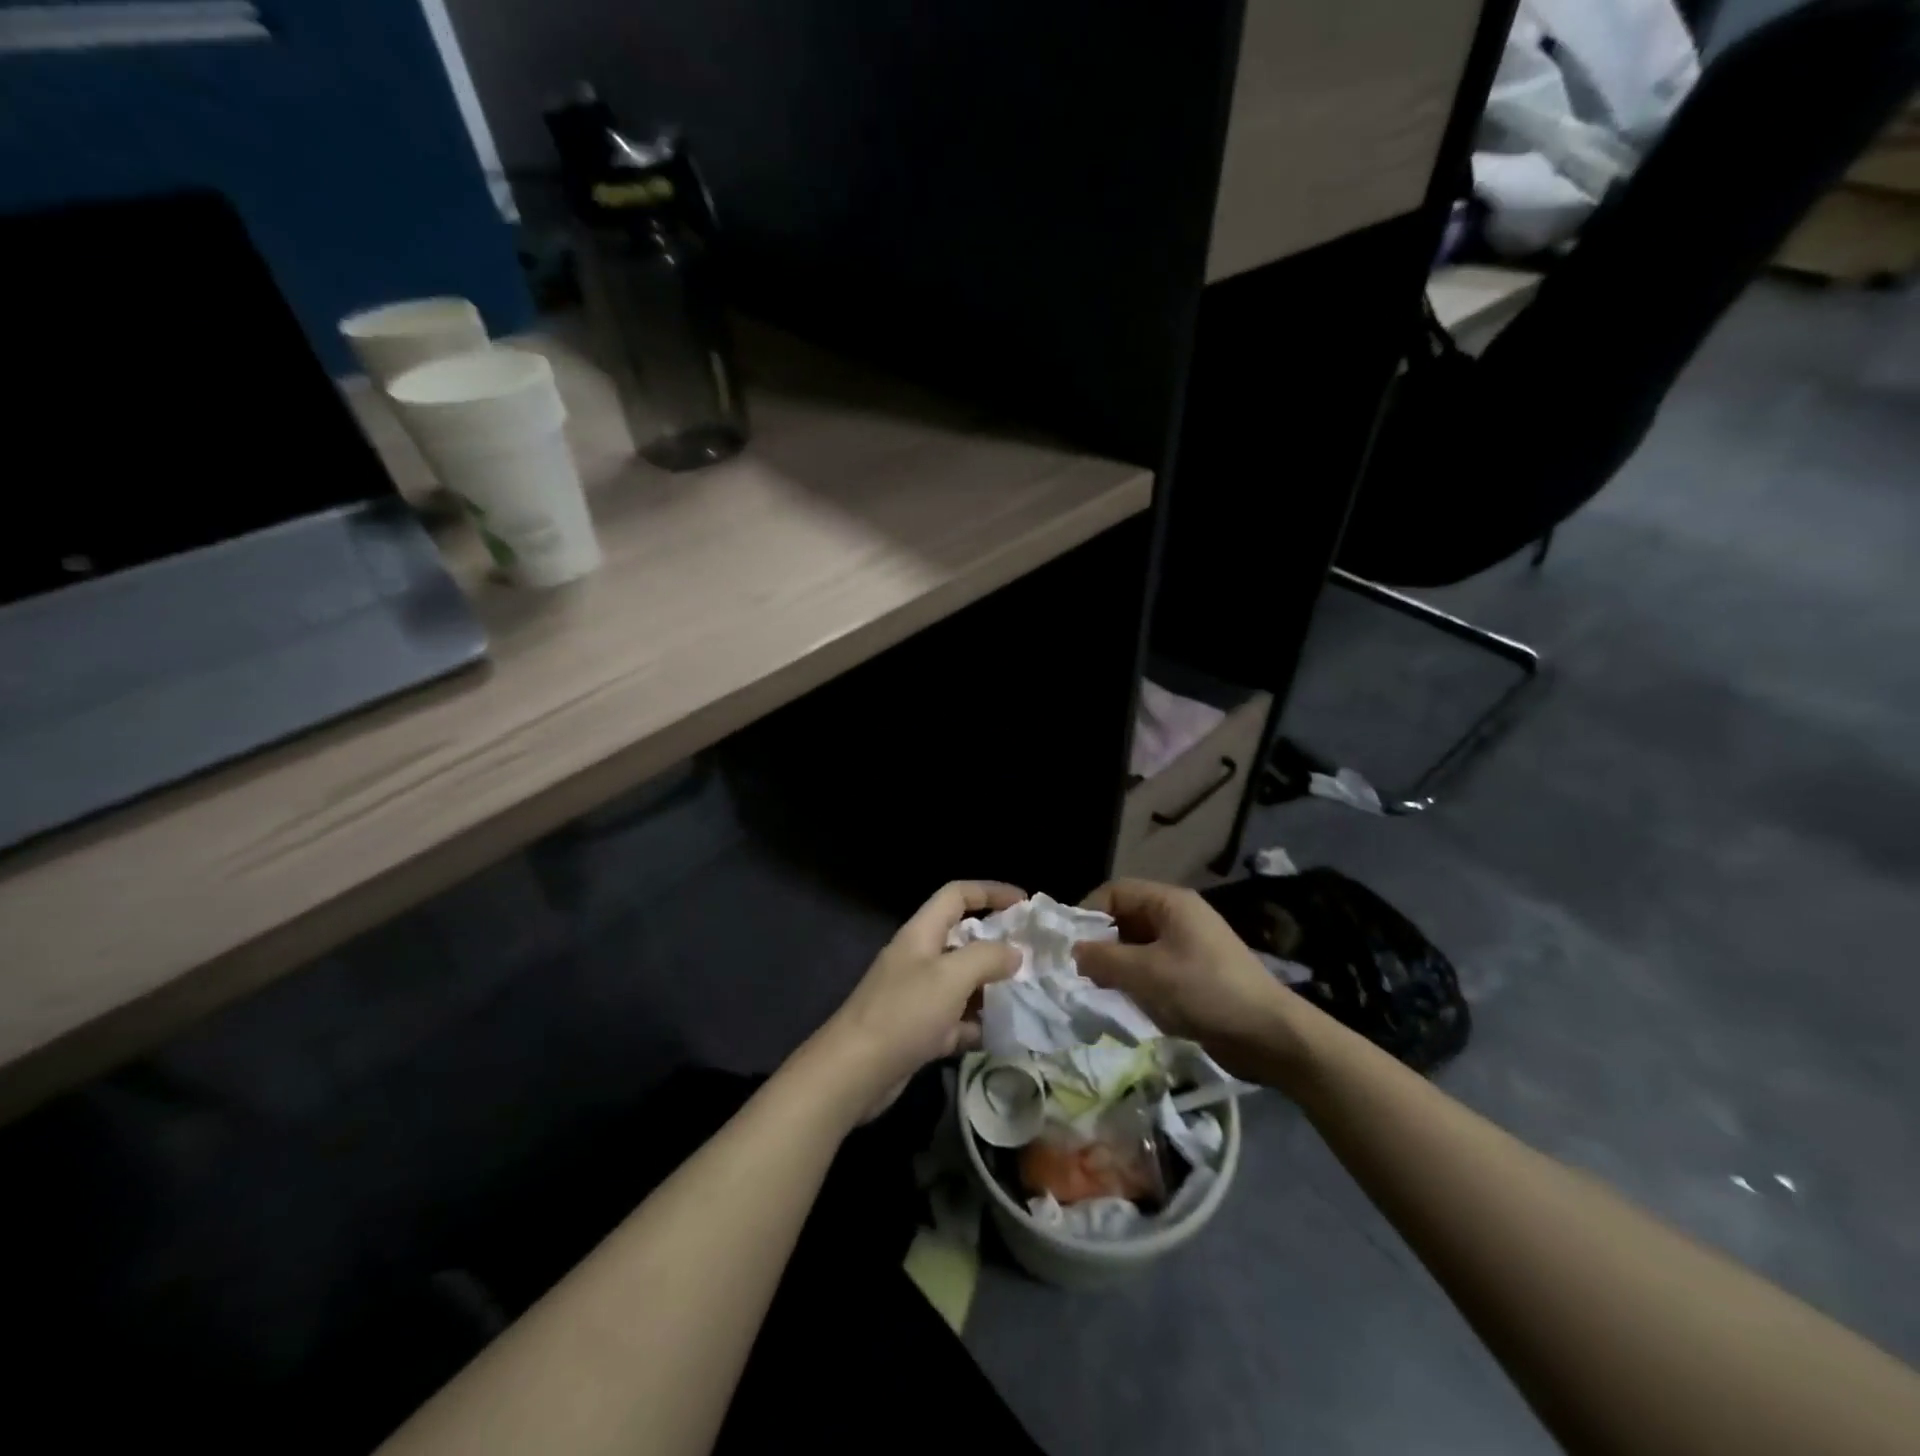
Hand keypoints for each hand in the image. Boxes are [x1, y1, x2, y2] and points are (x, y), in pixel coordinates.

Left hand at [806, 881, 1023, 1121]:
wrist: (853, 1072)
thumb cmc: (904, 1012)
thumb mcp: (951, 976)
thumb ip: (987, 957)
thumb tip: (1014, 952)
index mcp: (921, 933)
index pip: (957, 895)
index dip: (990, 892)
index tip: (1024, 901)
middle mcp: (918, 958)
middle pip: (961, 938)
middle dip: (996, 943)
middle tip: (1032, 955)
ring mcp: (916, 996)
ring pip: (961, 982)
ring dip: (990, 987)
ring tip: (1026, 994)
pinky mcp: (917, 1031)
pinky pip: (955, 1020)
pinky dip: (976, 1024)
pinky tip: (1001, 1034)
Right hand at [1072, 879, 1310, 1086]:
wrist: (1270, 1035)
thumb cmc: (1205, 992)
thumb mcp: (1146, 974)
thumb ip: (1103, 959)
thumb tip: (1073, 952)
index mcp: (1169, 903)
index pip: (1115, 892)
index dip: (1087, 913)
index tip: (1067, 945)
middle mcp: (1178, 917)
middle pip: (1125, 919)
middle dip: (1100, 944)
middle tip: (1079, 973)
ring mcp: (1188, 946)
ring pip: (1136, 946)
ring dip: (1116, 967)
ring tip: (1098, 992)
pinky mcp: (1194, 974)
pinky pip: (1153, 968)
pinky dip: (1135, 982)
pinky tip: (1125, 1004)